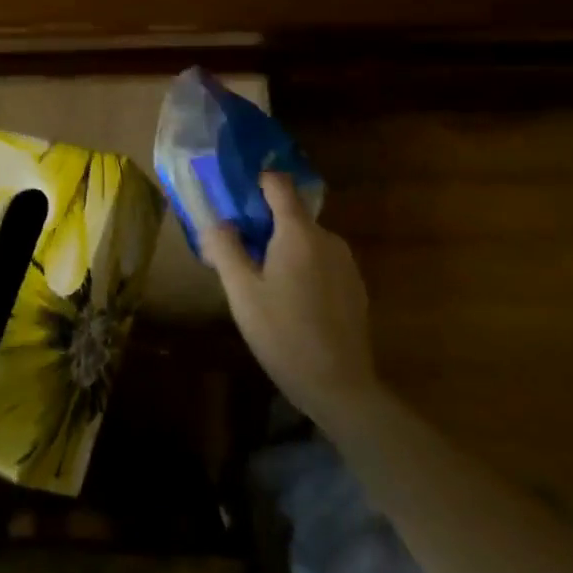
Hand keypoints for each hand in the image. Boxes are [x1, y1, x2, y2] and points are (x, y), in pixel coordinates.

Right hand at [204, 173, 380, 430]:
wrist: (341, 389)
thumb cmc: (284, 334)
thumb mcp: (242, 292)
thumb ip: (225, 248)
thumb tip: (217, 221)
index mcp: (299, 233)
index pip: (278, 184)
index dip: (256, 183)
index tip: (235, 197)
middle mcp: (327, 239)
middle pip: (291, 215)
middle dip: (263, 226)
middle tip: (239, 254)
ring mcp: (346, 263)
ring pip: (306, 241)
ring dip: (283, 250)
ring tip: (262, 283)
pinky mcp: (355, 287)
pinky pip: (321, 262)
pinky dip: (303, 269)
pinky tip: (290, 303)